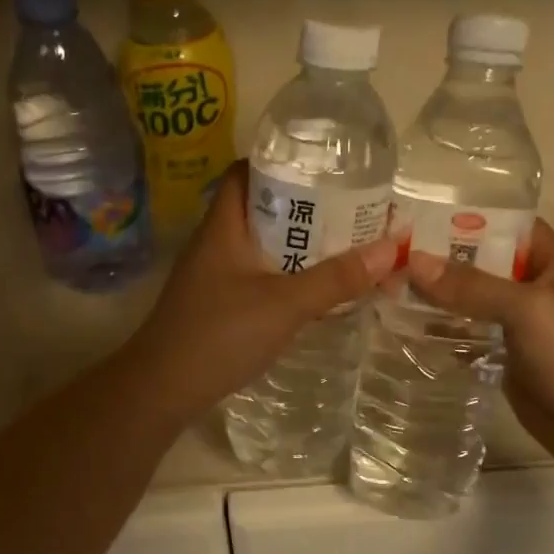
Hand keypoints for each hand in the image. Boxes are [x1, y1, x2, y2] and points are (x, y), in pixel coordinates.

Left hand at [124, 163, 397, 425]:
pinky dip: (286, 275)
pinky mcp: (217, 305)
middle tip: (349, 209)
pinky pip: (258, 276)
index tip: (323, 167)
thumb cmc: (219, 335)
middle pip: (261, 209)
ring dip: (298, 245)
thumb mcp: (285, 304)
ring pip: (262, 246)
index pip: (245, 172)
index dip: (281, 162)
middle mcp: (216, 243)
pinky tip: (314, 288)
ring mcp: (214, 276)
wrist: (162, 390)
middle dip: (304, 207)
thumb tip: (390, 247)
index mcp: (224, 226)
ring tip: (343, 245)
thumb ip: (336, 278)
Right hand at [406, 220, 553, 465]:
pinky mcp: (509, 361)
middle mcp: (538, 291)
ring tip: (388, 290)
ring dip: (439, 299)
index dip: (470, 220)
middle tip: (390, 257)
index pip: (510, 228)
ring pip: (474, 304)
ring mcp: (523, 329)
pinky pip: (472, 338)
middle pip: (485, 266)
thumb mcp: (528, 309)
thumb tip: (414, 262)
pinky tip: (408, 330)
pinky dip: (445, 333)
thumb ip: (472, 286)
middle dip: (444, 261)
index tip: (420, 219)